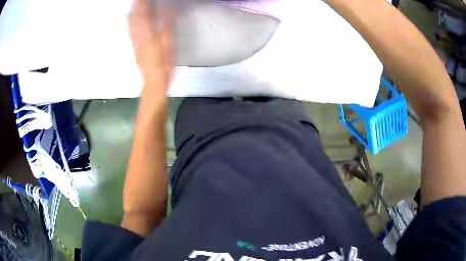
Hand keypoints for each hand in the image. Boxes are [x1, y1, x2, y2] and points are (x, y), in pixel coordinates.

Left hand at [128, 0, 173, 96]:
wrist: (153, 83)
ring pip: (131, 24)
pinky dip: (130, 22)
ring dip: (132, 12)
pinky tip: (130, 17)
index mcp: (150, 36)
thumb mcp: (169, 47)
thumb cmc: (164, 66)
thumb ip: (167, 28)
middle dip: (137, 7)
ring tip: (135, 4)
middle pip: (135, 18)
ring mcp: (135, 42)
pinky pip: (130, 31)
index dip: (144, 5)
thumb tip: (167, 12)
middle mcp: (140, 37)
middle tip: (139, 0)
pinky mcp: (134, 46)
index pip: (145, 15)